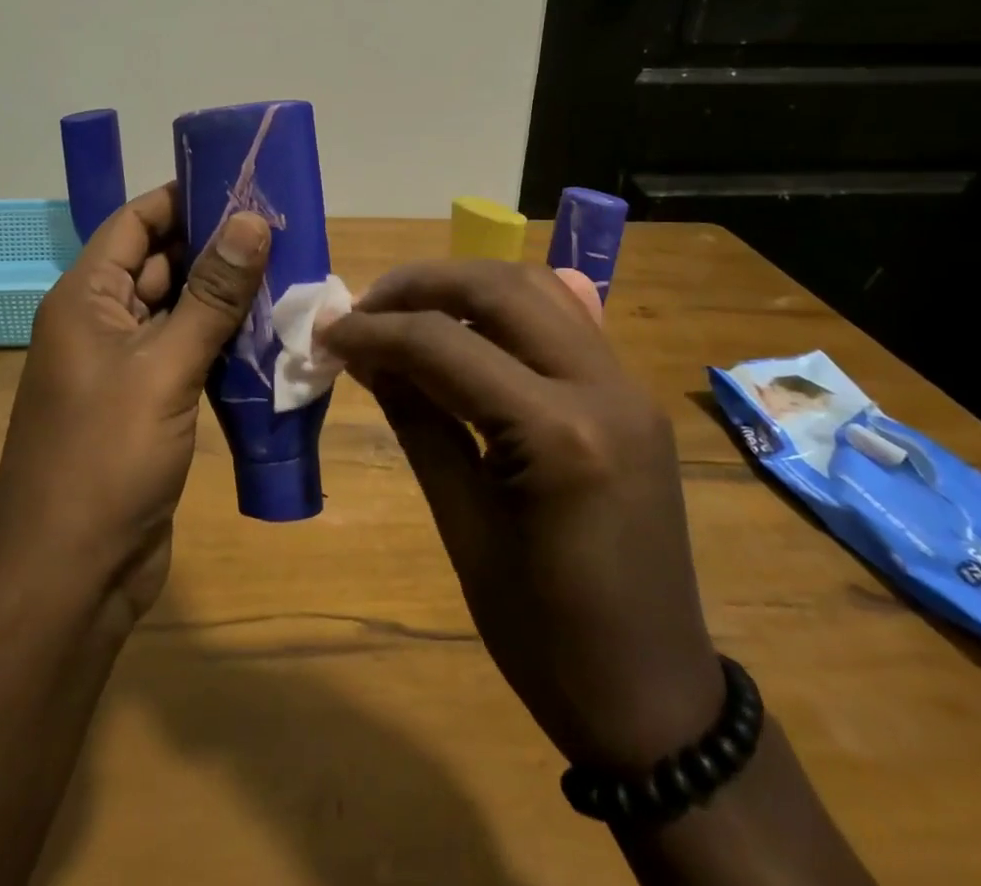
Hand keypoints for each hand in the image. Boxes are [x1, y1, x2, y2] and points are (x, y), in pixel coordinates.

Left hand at [0, 183, 270, 620]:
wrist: (70, 577)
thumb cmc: (105, 458)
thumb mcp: (163, 366)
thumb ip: (211, 294)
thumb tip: (251, 219)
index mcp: (85, 299)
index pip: (134, 222)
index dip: (183, 198)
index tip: (243, 183)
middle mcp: (98, 323)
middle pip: (158, 263)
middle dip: (215, 245)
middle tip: (282, 228)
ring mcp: (122, 366)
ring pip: (177, 310)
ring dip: (223, 295)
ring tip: (288, 270)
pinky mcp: (146, 404)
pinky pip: (185, 353)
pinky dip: (221, 340)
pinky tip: (268, 332)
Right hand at [321, 261, 722, 772]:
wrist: (653, 695)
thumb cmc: (544, 633)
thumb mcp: (463, 527)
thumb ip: (416, 421)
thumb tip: (364, 354)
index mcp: (558, 435)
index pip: (446, 344)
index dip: (376, 330)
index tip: (328, 333)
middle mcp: (603, 387)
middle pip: (499, 288)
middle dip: (421, 285)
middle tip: (365, 308)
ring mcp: (627, 385)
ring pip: (536, 288)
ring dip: (464, 285)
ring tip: (408, 312)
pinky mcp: (632, 394)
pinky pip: (563, 319)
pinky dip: (505, 308)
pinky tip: (467, 329)